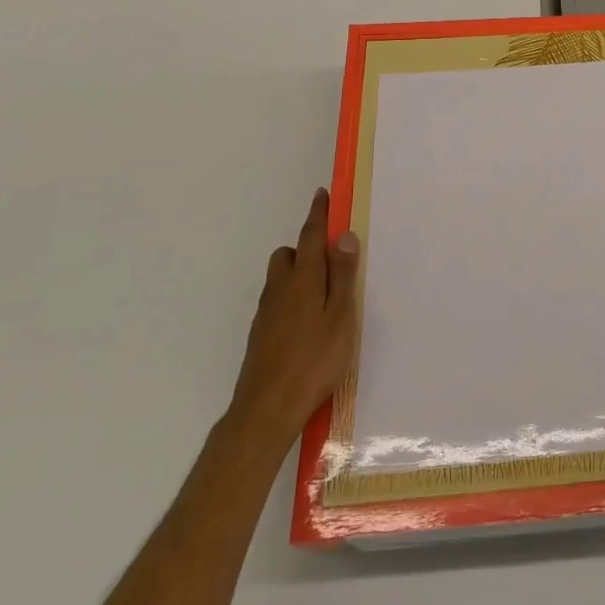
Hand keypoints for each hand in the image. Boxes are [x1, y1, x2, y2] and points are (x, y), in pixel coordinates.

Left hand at [228, 188, 360, 446]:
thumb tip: (343, 235)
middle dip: (306, 248)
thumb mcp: (340, 316)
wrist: (266, 409)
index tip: (322, 194)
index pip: (311, 236)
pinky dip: (291, 298)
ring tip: (323, 296)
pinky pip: (277, 301)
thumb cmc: (313, 360)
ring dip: (298, 274)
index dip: (318, 214)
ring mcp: (266, 312)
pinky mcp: (260, 334)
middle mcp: (280, 289)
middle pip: (289, 255)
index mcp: (303, 279)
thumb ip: (343, 275)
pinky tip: (306, 324)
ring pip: (280, 279)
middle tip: (331, 261)